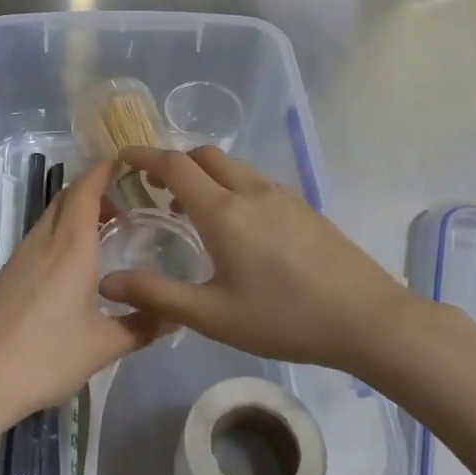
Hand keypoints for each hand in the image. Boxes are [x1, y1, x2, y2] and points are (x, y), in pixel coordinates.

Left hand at [0, 159, 166, 433]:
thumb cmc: (47, 356)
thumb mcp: (104, 345)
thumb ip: (141, 326)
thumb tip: (173, 315)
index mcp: (71, 247)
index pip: (85, 190)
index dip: (103, 170)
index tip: (125, 164)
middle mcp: (44, 242)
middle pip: (66, 198)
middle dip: (93, 190)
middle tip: (124, 207)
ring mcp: (21, 257)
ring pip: (51, 217)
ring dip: (76, 213)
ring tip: (104, 236)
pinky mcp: (8, 275)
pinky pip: (40, 238)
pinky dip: (61, 234)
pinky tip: (73, 266)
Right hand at [98, 145, 446, 373]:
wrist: (368, 319)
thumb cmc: (284, 318)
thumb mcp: (213, 316)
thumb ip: (157, 296)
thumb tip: (107, 282)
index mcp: (223, 212)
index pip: (175, 165)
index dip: (145, 156)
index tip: (123, 156)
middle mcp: (251, 192)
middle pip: (205, 155)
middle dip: (175, 161)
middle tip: (155, 187)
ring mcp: (283, 196)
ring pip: (234, 166)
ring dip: (205, 174)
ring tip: (192, 209)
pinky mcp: (305, 208)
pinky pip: (256, 182)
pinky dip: (232, 186)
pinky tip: (237, 226)